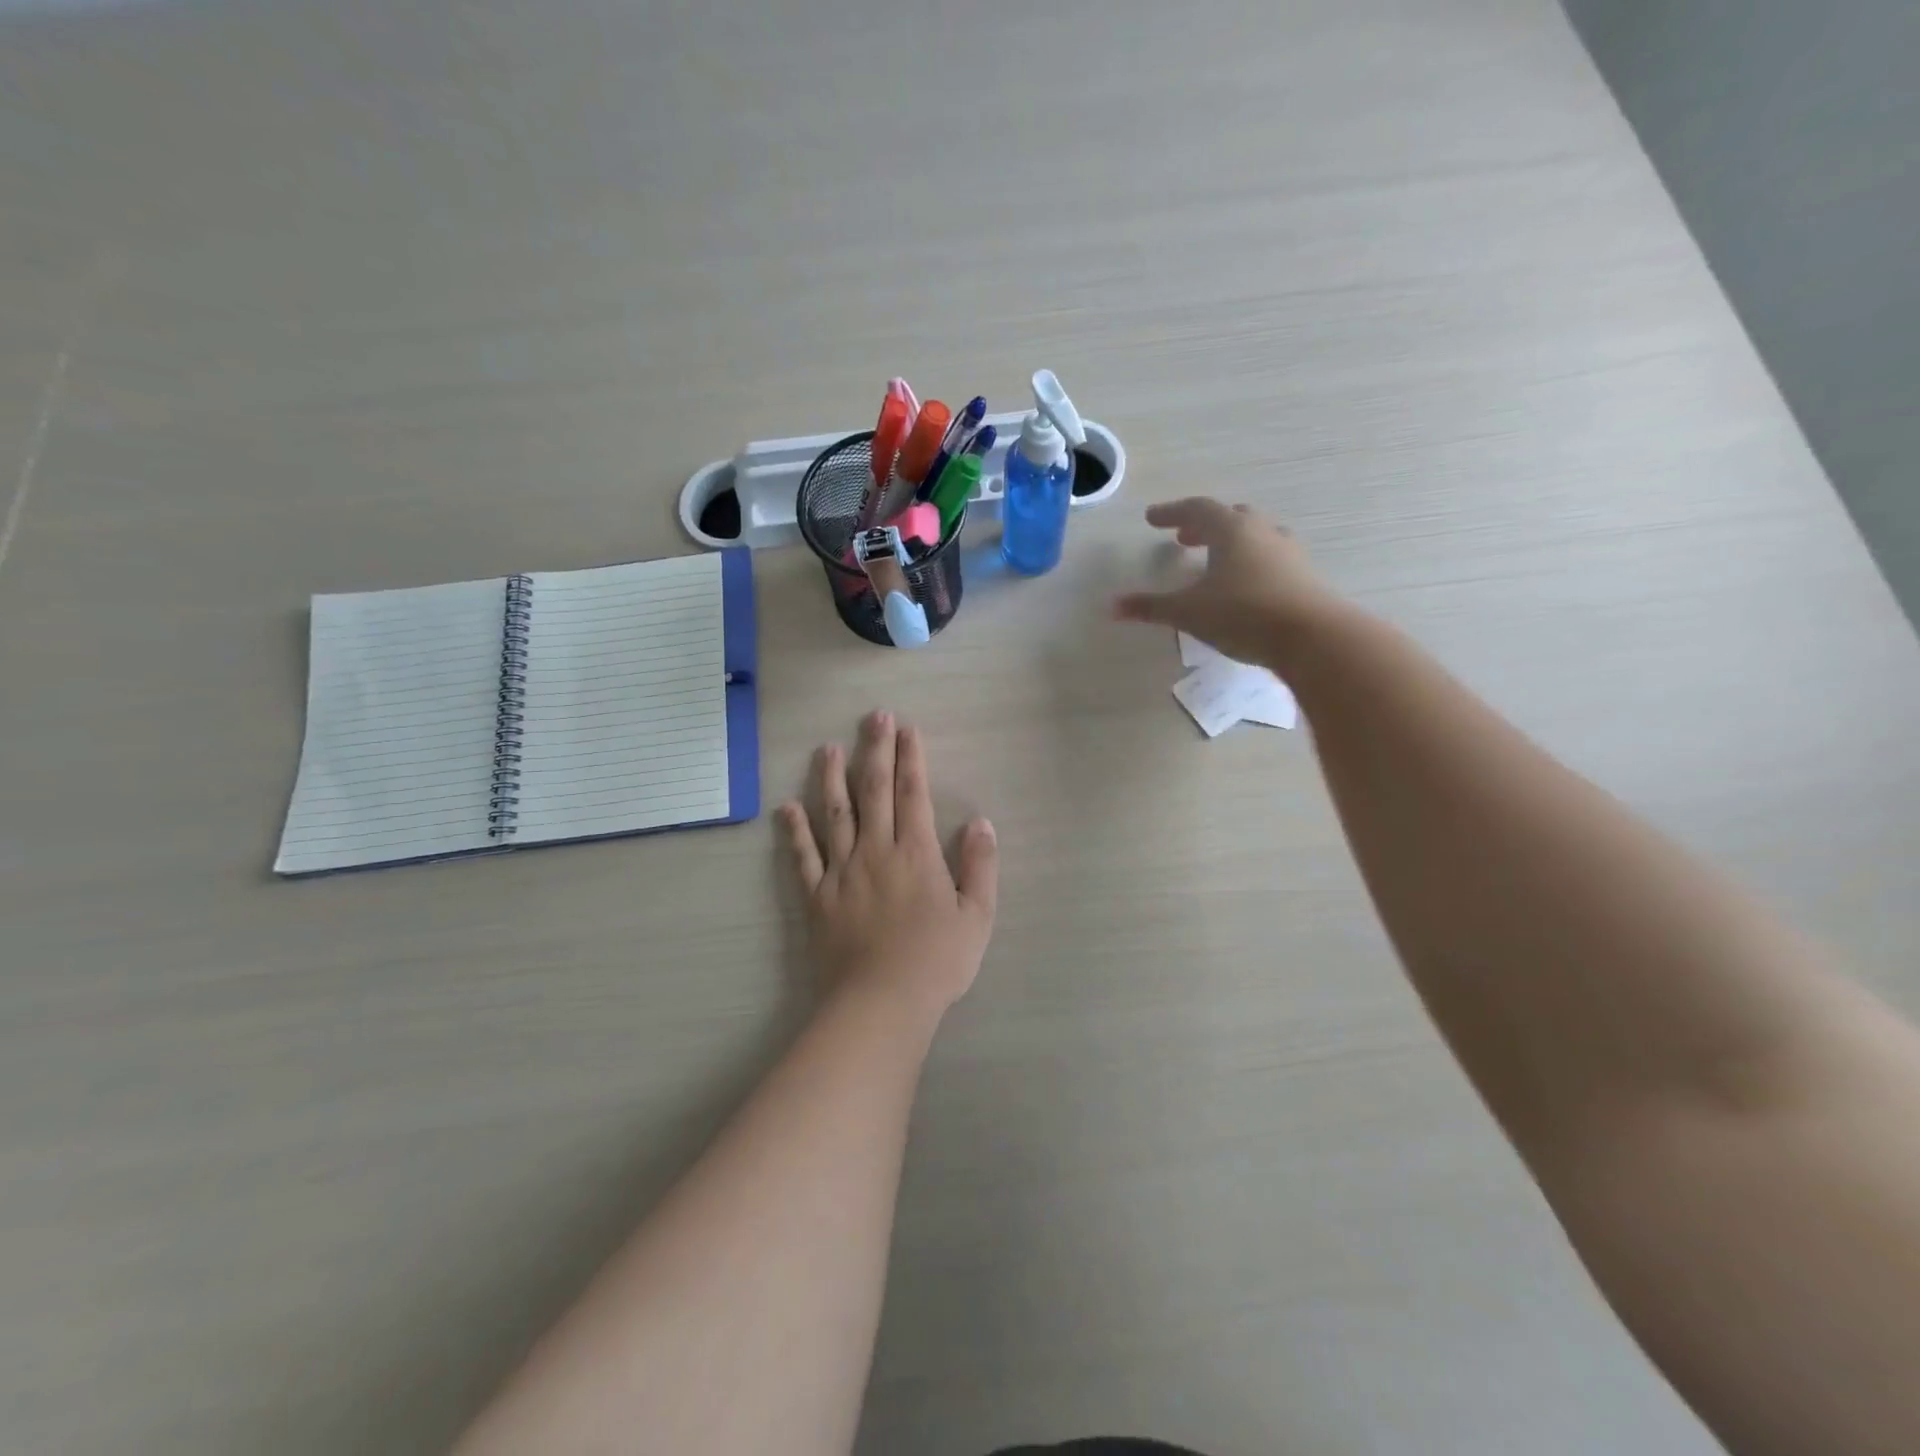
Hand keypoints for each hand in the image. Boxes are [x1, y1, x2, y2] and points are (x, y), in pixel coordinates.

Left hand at [780, 712, 997, 1023]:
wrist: (881, 1003)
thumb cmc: (935, 962)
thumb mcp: (976, 916)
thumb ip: (980, 866)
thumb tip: (981, 822)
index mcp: (916, 853)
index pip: (912, 793)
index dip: (911, 758)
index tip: (907, 728)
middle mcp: (876, 851)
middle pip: (873, 791)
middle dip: (875, 750)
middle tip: (873, 717)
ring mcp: (841, 872)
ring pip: (834, 814)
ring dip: (831, 779)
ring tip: (827, 749)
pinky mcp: (817, 897)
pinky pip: (803, 857)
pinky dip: (795, 831)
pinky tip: (787, 808)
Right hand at [1113, 498, 1332, 668]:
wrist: (1312, 636)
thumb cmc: (1242, 614)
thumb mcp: (1188, 612)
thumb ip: (1151, 608)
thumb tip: (1112, 607)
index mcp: (1231, 530)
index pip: (1197, 509)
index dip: (1171, 513)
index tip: (1152, 519)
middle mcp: (1261, 532)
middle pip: (1230, 517)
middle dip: (1203, 525)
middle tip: (1184, 537)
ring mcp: (1287, 552)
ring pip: (1255, 536)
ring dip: (1230, 542)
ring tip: (1215, 559)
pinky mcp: (1303, 576)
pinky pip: (1270, 557)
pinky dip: (1250, 562)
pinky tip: (1244, 584)